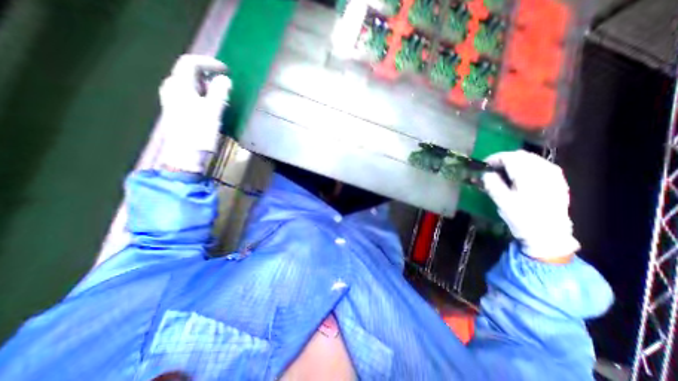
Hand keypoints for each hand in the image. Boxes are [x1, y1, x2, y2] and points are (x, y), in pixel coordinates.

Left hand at [158, 56, 231, 173]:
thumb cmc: (199, 133)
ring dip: (209, 87)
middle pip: (190, 73)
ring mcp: (175, 101)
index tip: (227, 70)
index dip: (209, 63)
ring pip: (192, 85)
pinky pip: (193, 96)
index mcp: (179, 86)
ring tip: (224, 97)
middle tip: (227, 84)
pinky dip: (206, 96)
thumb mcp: (212, 112)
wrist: (186, 155)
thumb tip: (226, 79)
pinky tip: (215, 107)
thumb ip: (219, 93)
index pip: (190, 63)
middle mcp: (173, 89)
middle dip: (210, 75)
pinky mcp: (180, 111)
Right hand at [479, 151, 579, 260]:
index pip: (509, 157)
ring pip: (531, 159)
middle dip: (504, 159)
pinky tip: (520, 176)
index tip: (483, 165)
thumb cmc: (522, 218)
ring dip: (515, 162)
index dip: (493, 159)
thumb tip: (485, 173)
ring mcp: (554, 175)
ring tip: (504, 172)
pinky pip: (541, 166)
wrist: (549, 235)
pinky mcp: (558, 181)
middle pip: (521, 155)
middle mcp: (543, 170)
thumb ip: (492, 183)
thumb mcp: (501, 201)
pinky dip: (527, 167)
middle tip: (491, 169)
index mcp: (528, 174)